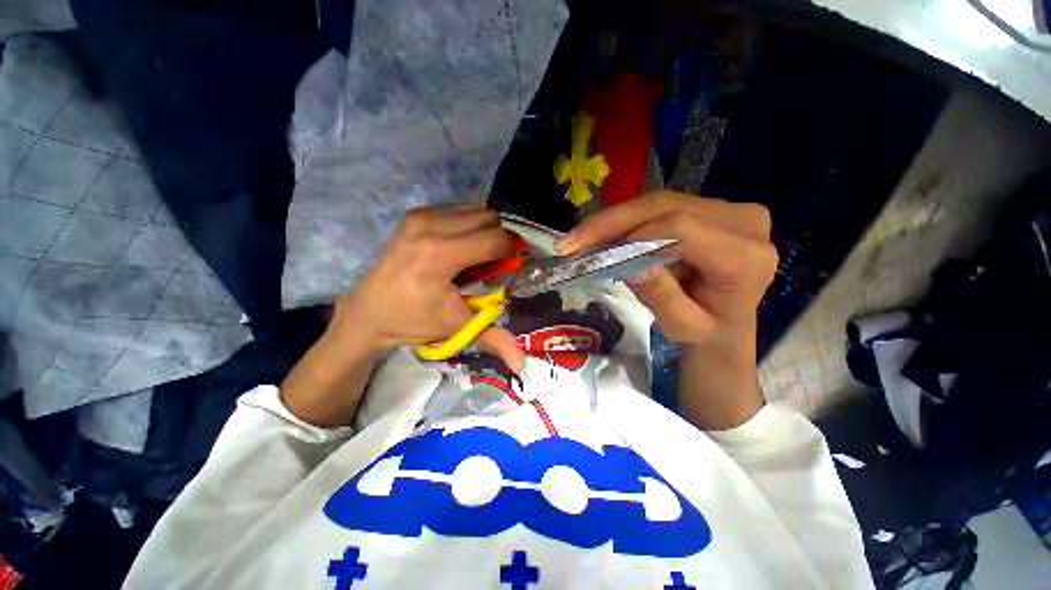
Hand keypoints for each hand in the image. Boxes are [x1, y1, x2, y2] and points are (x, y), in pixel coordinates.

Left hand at [333, 205, 525, 370]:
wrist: (368, 310)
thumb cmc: (413, 320)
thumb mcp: (456, 328)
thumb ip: (493, 339)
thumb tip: (522, 364)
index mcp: (441, 254)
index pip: (496, 240)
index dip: (510, 254)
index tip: (506, 270)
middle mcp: (431, 226)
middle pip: (490, 218)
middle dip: (498, 240)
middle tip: (490, 265)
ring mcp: (421, 215)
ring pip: (476, 211)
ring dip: (483, 232)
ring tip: (472, 257)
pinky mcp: (415, 214)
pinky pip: (458, 211)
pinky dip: (467, 226)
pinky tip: (457, 247)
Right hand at [557, 192, 777, 428]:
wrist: (726, 324)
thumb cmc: (706, 333)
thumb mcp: (681, 325)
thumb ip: (661, 295)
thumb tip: (632, 264)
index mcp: (746, 258)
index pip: (684, 229)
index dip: (634, 236)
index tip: (594, 254)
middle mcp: (744, 222)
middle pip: (666, 208)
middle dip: (611, 223)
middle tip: (570, 241)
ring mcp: (728, 209)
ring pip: (658, 203)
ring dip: (613, 221)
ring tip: (579, 239)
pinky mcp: (711, 207)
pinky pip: (661, 206)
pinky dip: (627, 220)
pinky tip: (602, 232)